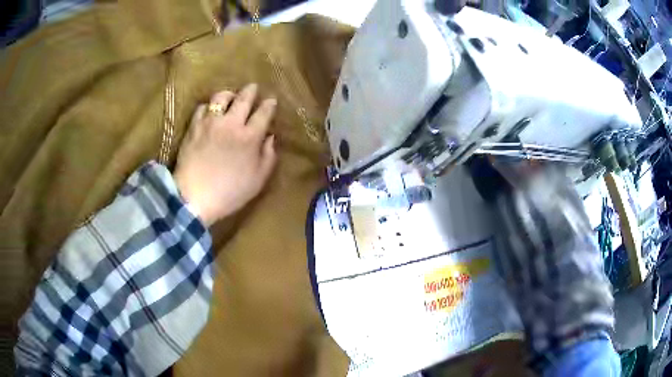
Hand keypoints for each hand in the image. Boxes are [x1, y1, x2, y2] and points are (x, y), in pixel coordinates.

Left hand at [174, 83, 276, 225]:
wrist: (194, 198)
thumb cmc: (230, 192)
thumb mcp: (258, 180)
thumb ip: (268, 157)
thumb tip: (270, 138)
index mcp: (250, 137)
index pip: (264, 112)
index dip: (269, 104)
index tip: (272, 101)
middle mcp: (231, 123)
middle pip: (244, 98)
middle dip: (251, 91)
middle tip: (253, 88)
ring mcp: (210, 123)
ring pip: (221, 97)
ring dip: (229, 94)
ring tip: (230, 97)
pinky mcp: (194, 127)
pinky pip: (202, 107)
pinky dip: (209, 106)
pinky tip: (210, 112)